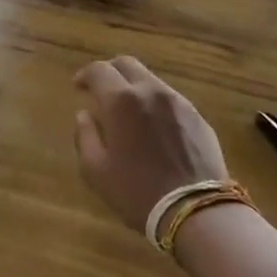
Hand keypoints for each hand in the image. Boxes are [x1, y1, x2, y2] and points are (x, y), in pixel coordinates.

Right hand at [73, 56, 228, 232]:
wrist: (196, 211)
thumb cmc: (137, 192)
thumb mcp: (96, 170)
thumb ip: (85, 136)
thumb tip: (84, 115)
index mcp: (121, 100)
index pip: (98, 70)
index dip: (85, 75)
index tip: (78, 87)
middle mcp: (150, 91)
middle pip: (127, 64)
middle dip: (110, 72)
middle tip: (102, 90)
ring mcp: (178, 102)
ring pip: (151, 80)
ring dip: (134, 87)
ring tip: (129, 111)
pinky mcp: (198, 117)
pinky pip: (170, 100)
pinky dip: (155, 104)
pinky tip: (154, 128)